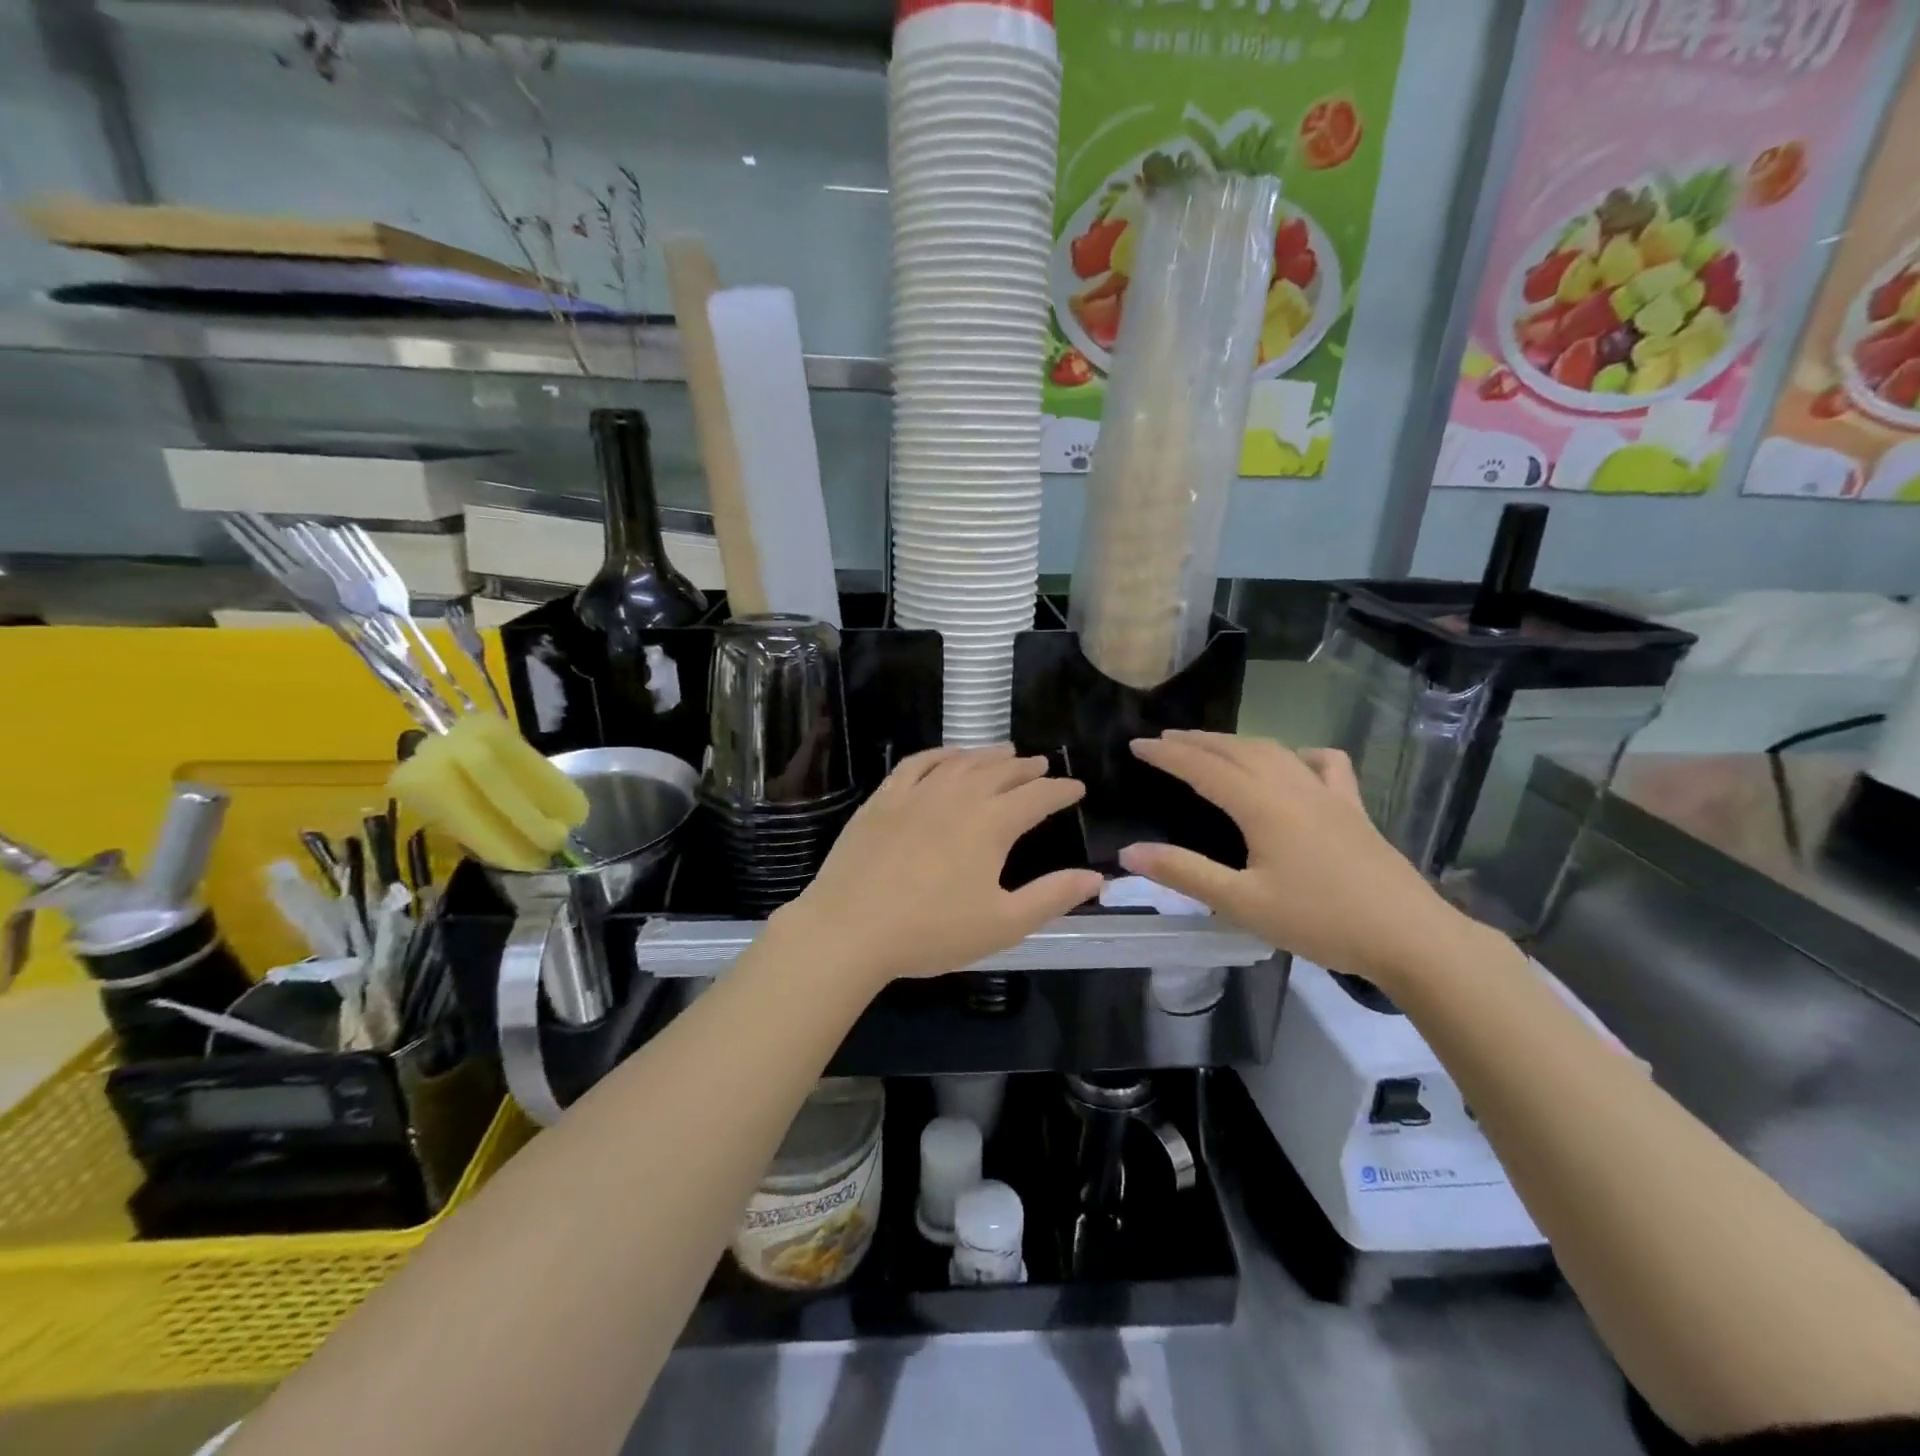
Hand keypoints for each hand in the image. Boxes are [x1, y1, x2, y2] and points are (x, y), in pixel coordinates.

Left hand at [776, 746, 1103, 985]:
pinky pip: (917, 763)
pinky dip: (939, 754)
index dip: (1060, 790)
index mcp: (991, 825)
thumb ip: (1052, 897)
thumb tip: (1096, 876)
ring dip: (987, 754)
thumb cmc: (931, 932)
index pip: (1037, 797)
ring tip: (1004, 751)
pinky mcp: (883, 799)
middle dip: (1027, 767)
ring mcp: (917, 793)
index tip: (1076, 787)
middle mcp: (958, 797)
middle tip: (1041, 764)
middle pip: (1000, 772)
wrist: (851, 928)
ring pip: (961, 762)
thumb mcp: (1003, 924)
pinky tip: (947, 755)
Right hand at [1119, 731, 1457, 984]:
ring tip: (1210, 744)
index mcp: (1262, 806)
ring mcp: (1327, 794)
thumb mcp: (1242, 903)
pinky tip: (1293, 762)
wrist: (1410, 937)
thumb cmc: (1320, 921)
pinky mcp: (1352, 808)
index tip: (1136, 744)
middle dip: (1196, 741)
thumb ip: (1185, 874)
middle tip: (1164, 739)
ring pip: (1274, 751)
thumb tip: (1130, 851)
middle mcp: (1292, 787)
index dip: (1167, 754)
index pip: (1203, 768)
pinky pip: (1323, 764)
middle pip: (1236, 750)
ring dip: (1235, 742)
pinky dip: (1298, 754)